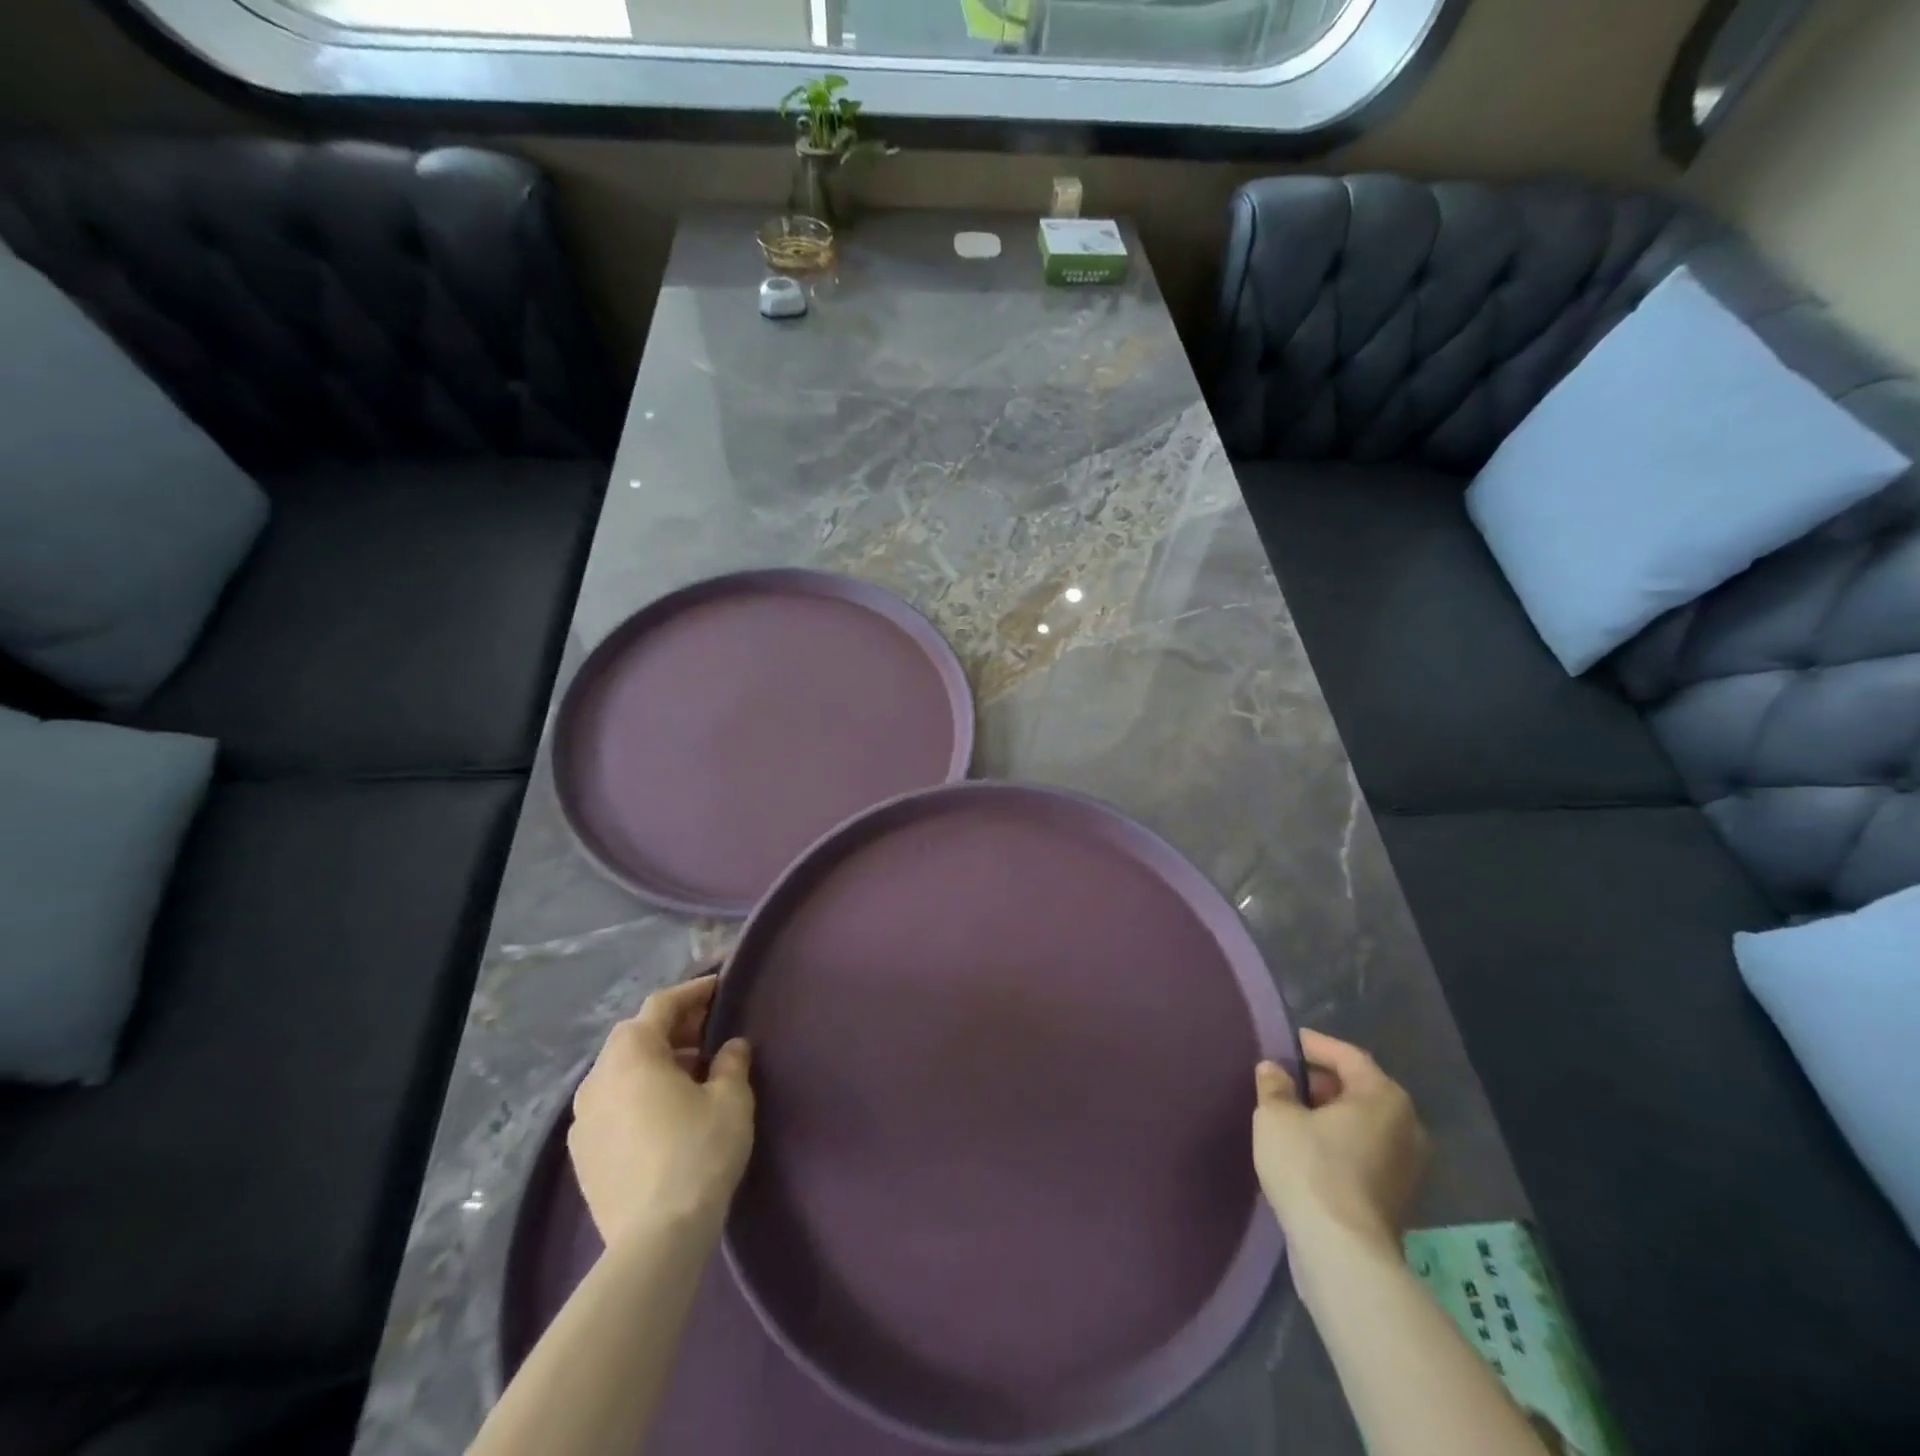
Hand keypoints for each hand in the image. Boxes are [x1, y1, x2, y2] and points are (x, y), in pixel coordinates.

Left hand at [569, 974, 754, 1247]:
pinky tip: (665, 1112)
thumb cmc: (698, 1152)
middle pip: (636, 1036)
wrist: (655, 1239)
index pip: (662, 1005)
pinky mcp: (582, 1154)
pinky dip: (638, 1093)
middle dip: (673, 1027)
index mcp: (632, 1053)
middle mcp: (597, 1077)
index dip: (694, 992)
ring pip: (621, 1071)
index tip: (719, 986)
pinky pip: (612, 1104)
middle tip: (709, 1030)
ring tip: (692, 1073)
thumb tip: (731, 1047)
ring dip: (654, 1062)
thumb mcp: (731, 1099)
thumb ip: (731, 1063)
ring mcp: (582, 1118)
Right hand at [1252, 1030, 1428, 1253]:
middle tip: (1287, 1078)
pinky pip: (1366, 1152)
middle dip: (1323, 1081)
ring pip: (1364, 1124)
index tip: (1287, 1043)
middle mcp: (1407, 1126)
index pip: (1348, 1056)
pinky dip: (1341, 1142)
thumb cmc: (1310, 1168)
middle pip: (1361, 1089)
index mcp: (1384, 1097)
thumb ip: (1274, 1085)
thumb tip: (1274, 1071)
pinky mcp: (1398, 1198)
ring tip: (1293, 1113)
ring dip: (1332, 1115)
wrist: (1342, 1253)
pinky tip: (1310, 1149)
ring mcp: (1408, 1166)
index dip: (1314, 1045)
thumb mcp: (1275, 1115)